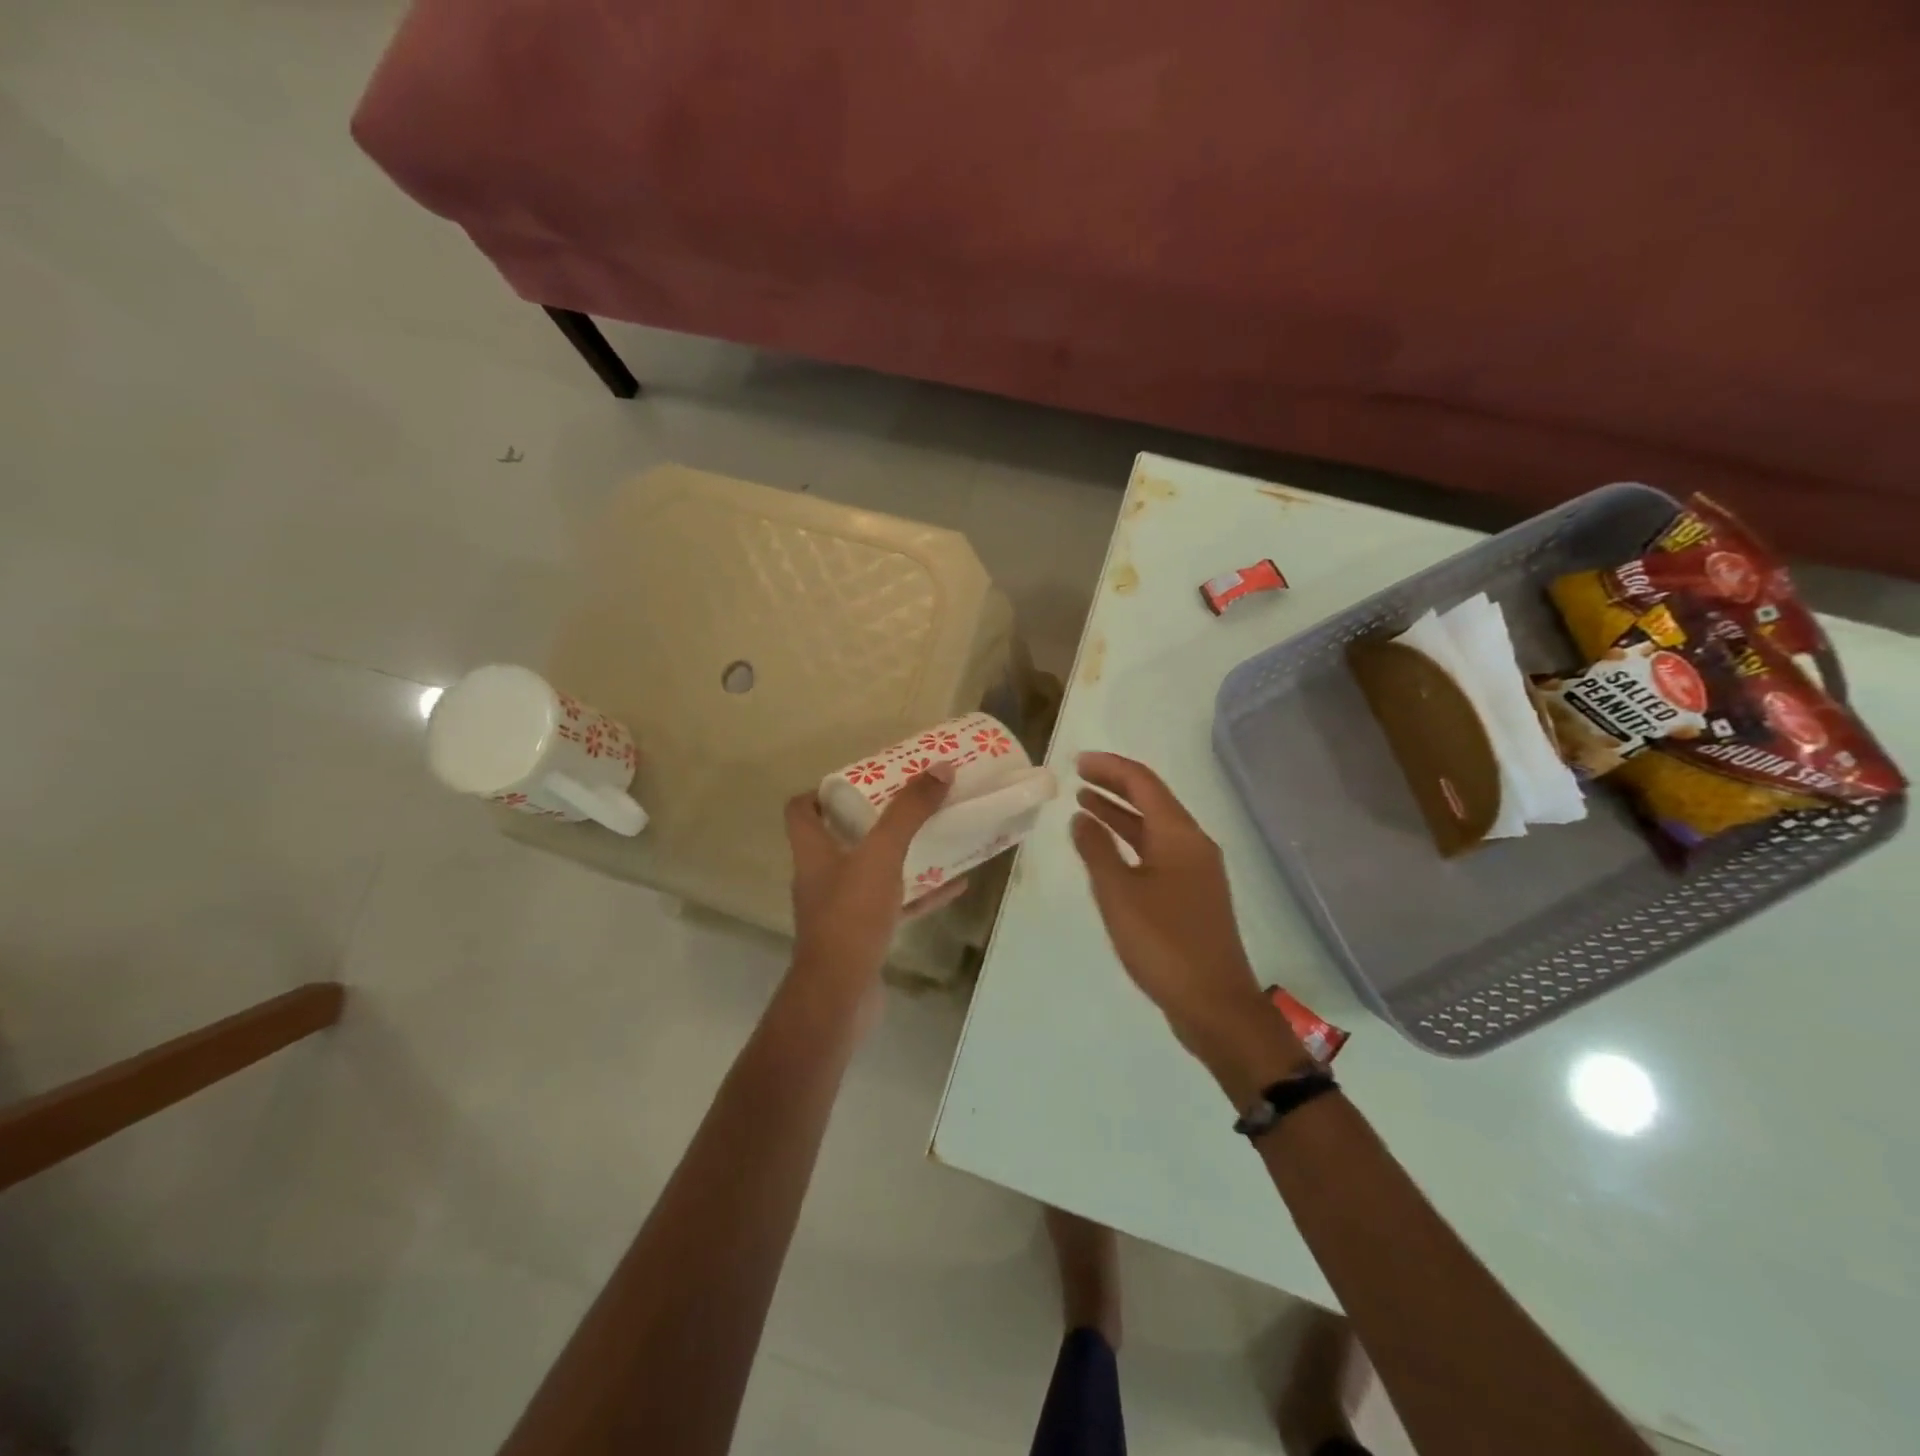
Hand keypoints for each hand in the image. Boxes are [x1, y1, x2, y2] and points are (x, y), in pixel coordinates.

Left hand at [785, 761, 967, 1013]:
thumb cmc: (851, 915)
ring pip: (872, 871)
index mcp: (813, 851)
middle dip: (875, 818)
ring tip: (936, 835)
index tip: (859, 780)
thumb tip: (940, 769)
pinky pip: (895, 904)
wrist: (840, 995)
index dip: (822, 791)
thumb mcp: (882, 854)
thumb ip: (909, 812)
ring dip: (901, 854)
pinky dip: (920, 893)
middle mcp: (821, 877)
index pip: (801, 810)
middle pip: (840, 838)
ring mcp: (842, 909)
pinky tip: (954, 885)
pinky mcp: (863, 935)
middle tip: (909, 801)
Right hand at [1070, 752, 1310, 1098]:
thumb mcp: (1119, 895)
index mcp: (1179, 836)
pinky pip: (1158, 851)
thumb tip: (1081, 818)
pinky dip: (1131, 841)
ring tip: (1084, 804)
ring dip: (1120, 813)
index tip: (1077, 762)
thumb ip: (1096, 851)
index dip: (1110, 768)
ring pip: (1154, 827)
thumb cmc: (1164, 944)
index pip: (1143, 784)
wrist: (1215, 1004)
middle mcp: (1193, 844)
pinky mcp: (1193, 893)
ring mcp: (1197, 870)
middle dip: (1115, 785)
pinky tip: (1109, 850)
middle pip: (1152, 800)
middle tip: (1078, 776)